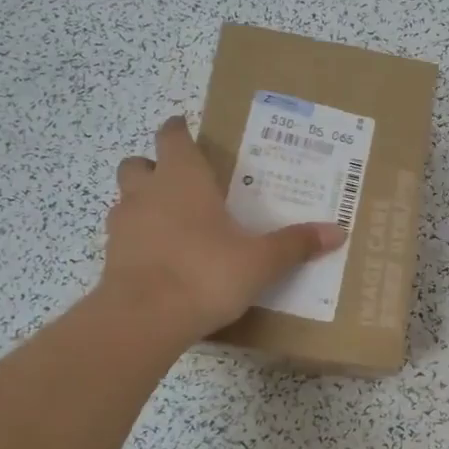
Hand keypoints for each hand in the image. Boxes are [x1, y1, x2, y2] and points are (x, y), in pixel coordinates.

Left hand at [100, 115, 345, 343]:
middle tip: (181, 182)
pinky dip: (139, 239)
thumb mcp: (260, 261)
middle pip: (138, 164)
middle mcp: (147, 192)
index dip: (179, 131)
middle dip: (154, 166)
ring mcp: (123, 225)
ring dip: (144, 203)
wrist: (144, 319)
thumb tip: (338, 232)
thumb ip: (295, 244)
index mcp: (183, 178)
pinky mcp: (110, 257)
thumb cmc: (205, 273)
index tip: (187, 130)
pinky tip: (162, 259)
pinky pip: (124, 236)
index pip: (173, 137)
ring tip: (173, 223)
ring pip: (126, 199)